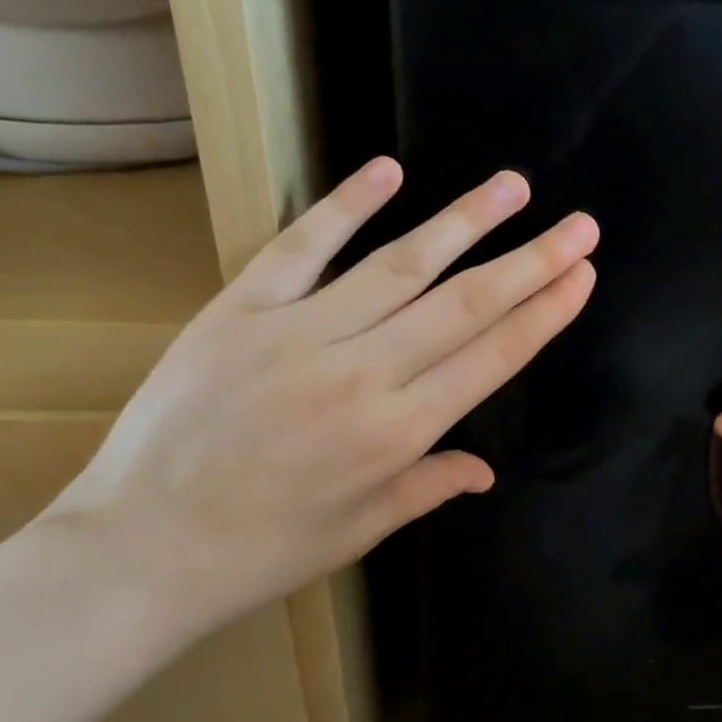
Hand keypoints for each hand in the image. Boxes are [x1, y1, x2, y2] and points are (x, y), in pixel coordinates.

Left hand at [44, 159, 597, 640]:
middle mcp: (362, 374)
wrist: (140, 549)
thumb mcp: (361, 530)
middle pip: (465, 304)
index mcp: (397, 432)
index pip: (493, 357)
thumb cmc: (263, 550)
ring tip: (513, 187)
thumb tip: (486, 469)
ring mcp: (299, 334)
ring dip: (464, 222)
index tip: (581, 274)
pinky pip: (302, 248)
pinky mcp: (240, 310)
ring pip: (400, 265)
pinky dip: (346, 206)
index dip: (545, 312)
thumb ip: (428, 486)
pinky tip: (390, 171)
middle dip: (532, 261)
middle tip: (580, 225)